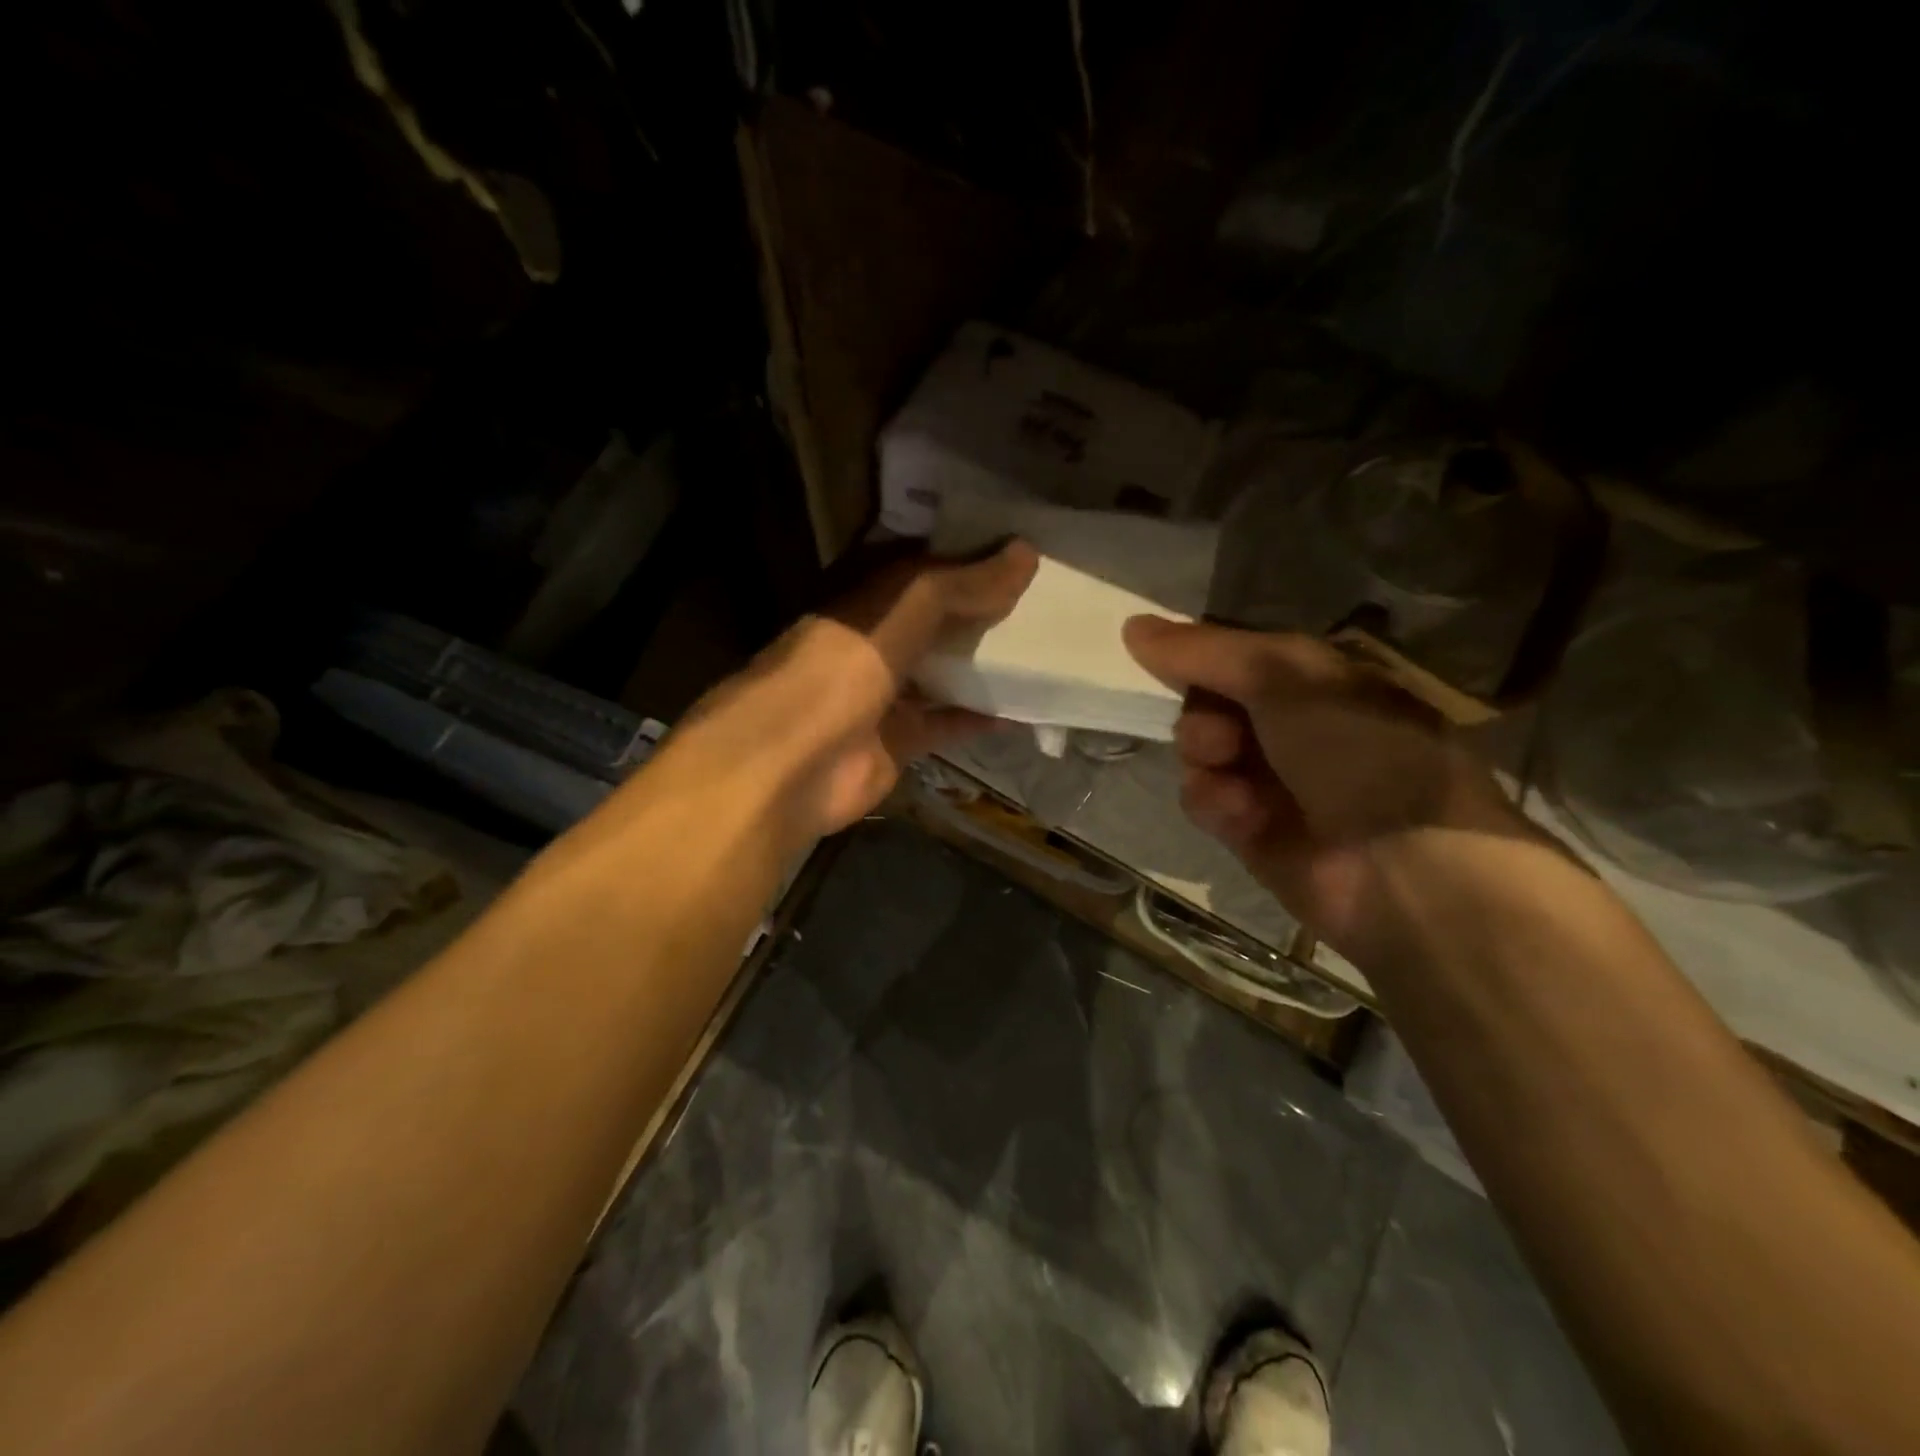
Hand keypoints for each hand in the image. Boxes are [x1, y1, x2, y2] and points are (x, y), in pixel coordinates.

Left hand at [680, 541, 1038, 842]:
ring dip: (982, 663)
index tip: (1015, 546)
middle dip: (979, 609)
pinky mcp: (895, 741)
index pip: (918, 566)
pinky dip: (978, 717)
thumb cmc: (839, 671)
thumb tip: (1025, 554)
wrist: (790, 767)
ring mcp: (881, 695)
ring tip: (1039, 647)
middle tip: (1040, 596)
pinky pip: (944, 723)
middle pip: (933, 620)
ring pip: (940, 672)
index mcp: (861, 600)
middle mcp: (870, 643)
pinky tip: (1022, 709)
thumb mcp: (900, 612)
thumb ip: (959, 586)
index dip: (962, 554)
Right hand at [1122, 616, 1522, 953]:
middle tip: (1222, 736)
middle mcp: (1293, 724)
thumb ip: (1207, 651)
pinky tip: (1241, 815)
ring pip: (1200, 752)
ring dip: (1205, 761)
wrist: (1405, 868)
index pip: (1237, 655)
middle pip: (1209, 703)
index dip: (1200, 658)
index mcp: (1317, 680)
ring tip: (1232, 780)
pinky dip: (1215, 802)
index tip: (1164, 660)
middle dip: (1203, 717)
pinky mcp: (1251, 829)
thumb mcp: (1285, 677)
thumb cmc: (1357, 751)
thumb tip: (1131, 627)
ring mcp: (1272, 778)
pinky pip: (1205, 799)